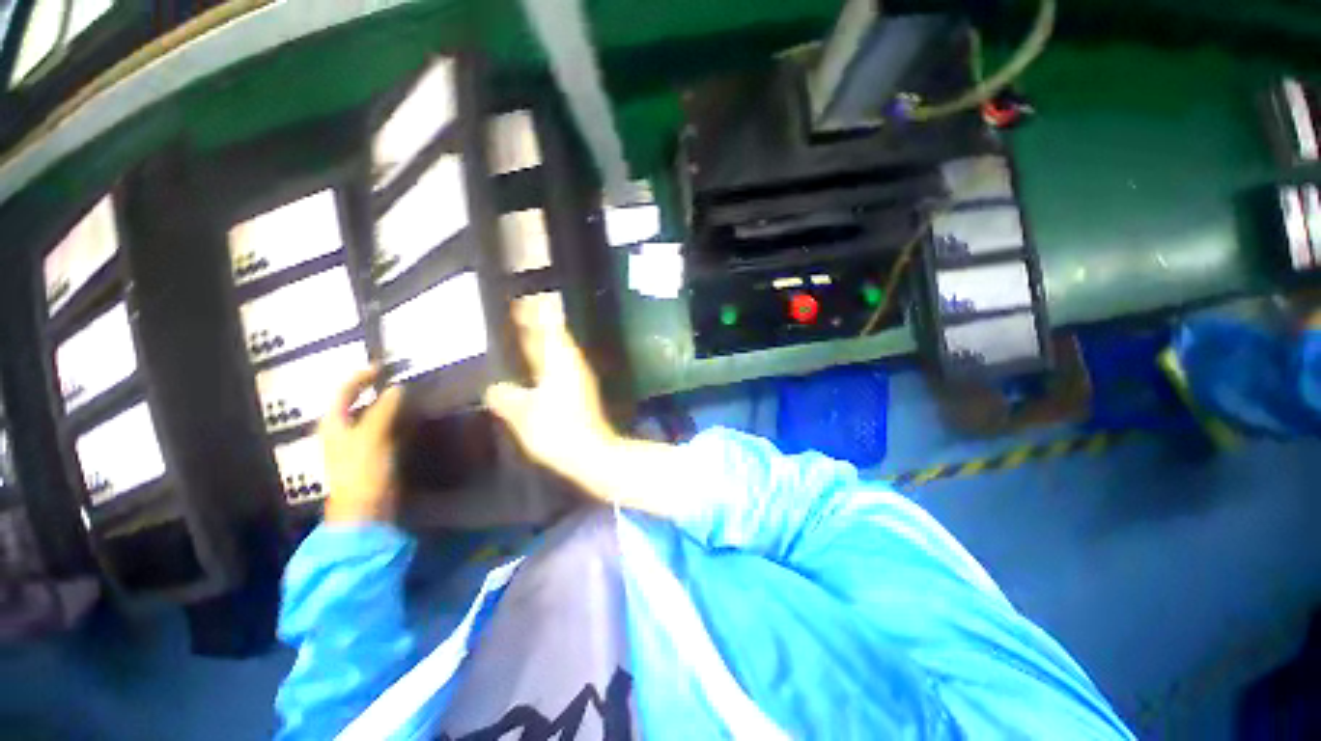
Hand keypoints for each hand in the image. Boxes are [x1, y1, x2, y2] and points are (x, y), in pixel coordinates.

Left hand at [320, 367, 404, 523]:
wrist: (366, 510)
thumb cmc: (362, 471)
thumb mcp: (372, 436)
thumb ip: (384, 409)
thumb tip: (399, 387)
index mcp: (334, 424)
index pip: (344, 392)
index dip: (361, 377)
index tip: (384, 367)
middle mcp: (344, 432)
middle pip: (360, 403)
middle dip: (380, 391)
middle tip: (404, 381)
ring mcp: (361, 445)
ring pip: (377, 417)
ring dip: (393, 406)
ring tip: (415, 397)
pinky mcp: (377, 456)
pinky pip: (389, 431)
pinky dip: (401, 422)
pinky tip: (416, 420)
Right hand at [485, 294, 620, 492]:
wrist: (591, 452)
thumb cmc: (558, 430)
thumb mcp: (524, 415)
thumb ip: (507, 399)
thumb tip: (494, 388)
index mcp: (558, 362)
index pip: (546, 329)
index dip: (536, 313)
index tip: (526, 297)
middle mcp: (571, 365)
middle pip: (554, 336)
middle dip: (540, 321)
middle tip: (524, 306)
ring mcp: (578, 377)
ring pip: (559, 350)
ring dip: (545, 338)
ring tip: (527, 331)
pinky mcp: (580, 391)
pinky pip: (561, 365)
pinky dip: (549, 357)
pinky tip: (539, 366)